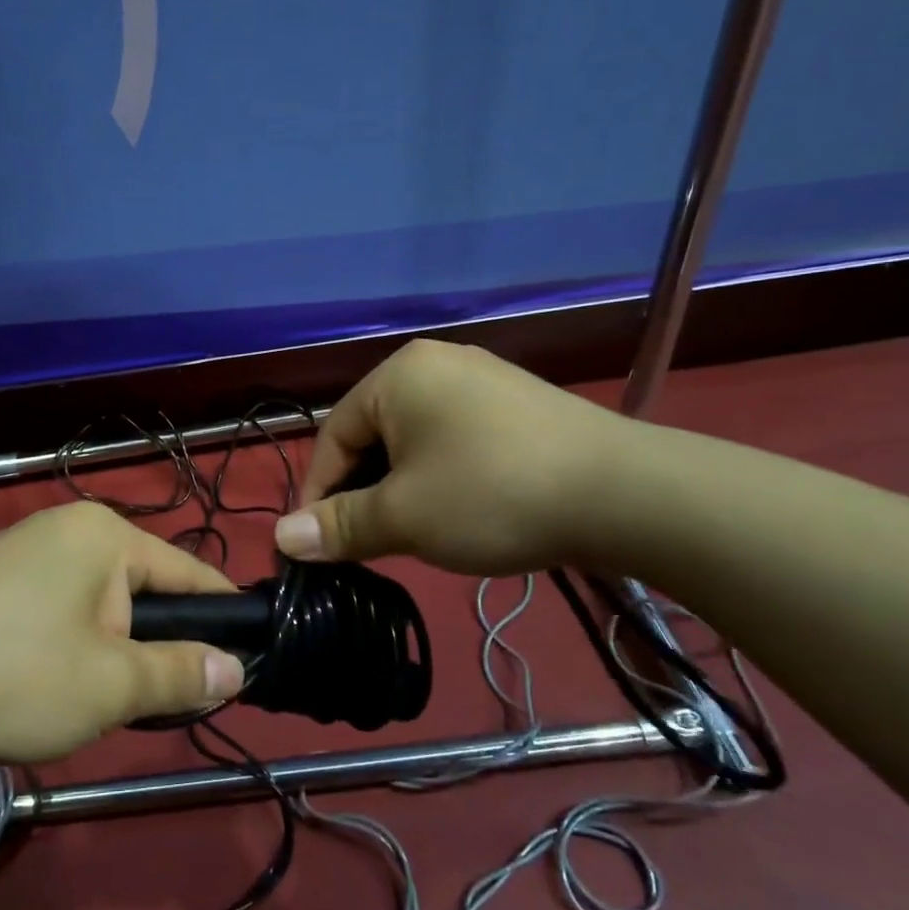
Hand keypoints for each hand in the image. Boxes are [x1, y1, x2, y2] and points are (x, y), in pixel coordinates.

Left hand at [0, 503, 244, 762]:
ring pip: (96, 602)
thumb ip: (181, 674)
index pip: (188, 570)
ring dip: (112, 650)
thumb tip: (235, 668)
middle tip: (163, 699)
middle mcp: (66, 528)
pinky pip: (56, 608)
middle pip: (139, 587)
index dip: (222, 614)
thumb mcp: (111, 684)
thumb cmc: (15, 675)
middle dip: (156, 642)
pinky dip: (71, 645)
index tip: (249, 655)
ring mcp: (23, 550)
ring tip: (106, 701)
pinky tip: (53, 685)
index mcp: (104, 534)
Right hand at [273, 339, 630, 575]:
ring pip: (413, 441)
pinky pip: (454, 439)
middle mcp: (434, 364)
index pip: (332, 437)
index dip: (318, 495)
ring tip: (409, 532)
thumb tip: (282, 539)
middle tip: (364, 543)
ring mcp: (481, 380)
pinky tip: (457, 509)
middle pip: (372, 436)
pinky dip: (439, 476)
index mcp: (396, 375)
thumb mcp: (404, 516)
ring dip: (399, 488)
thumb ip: (339, 526)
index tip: (315, 546)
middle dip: (362, 492)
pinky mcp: (516, 404)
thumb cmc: (491, 495)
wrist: (625, 494)